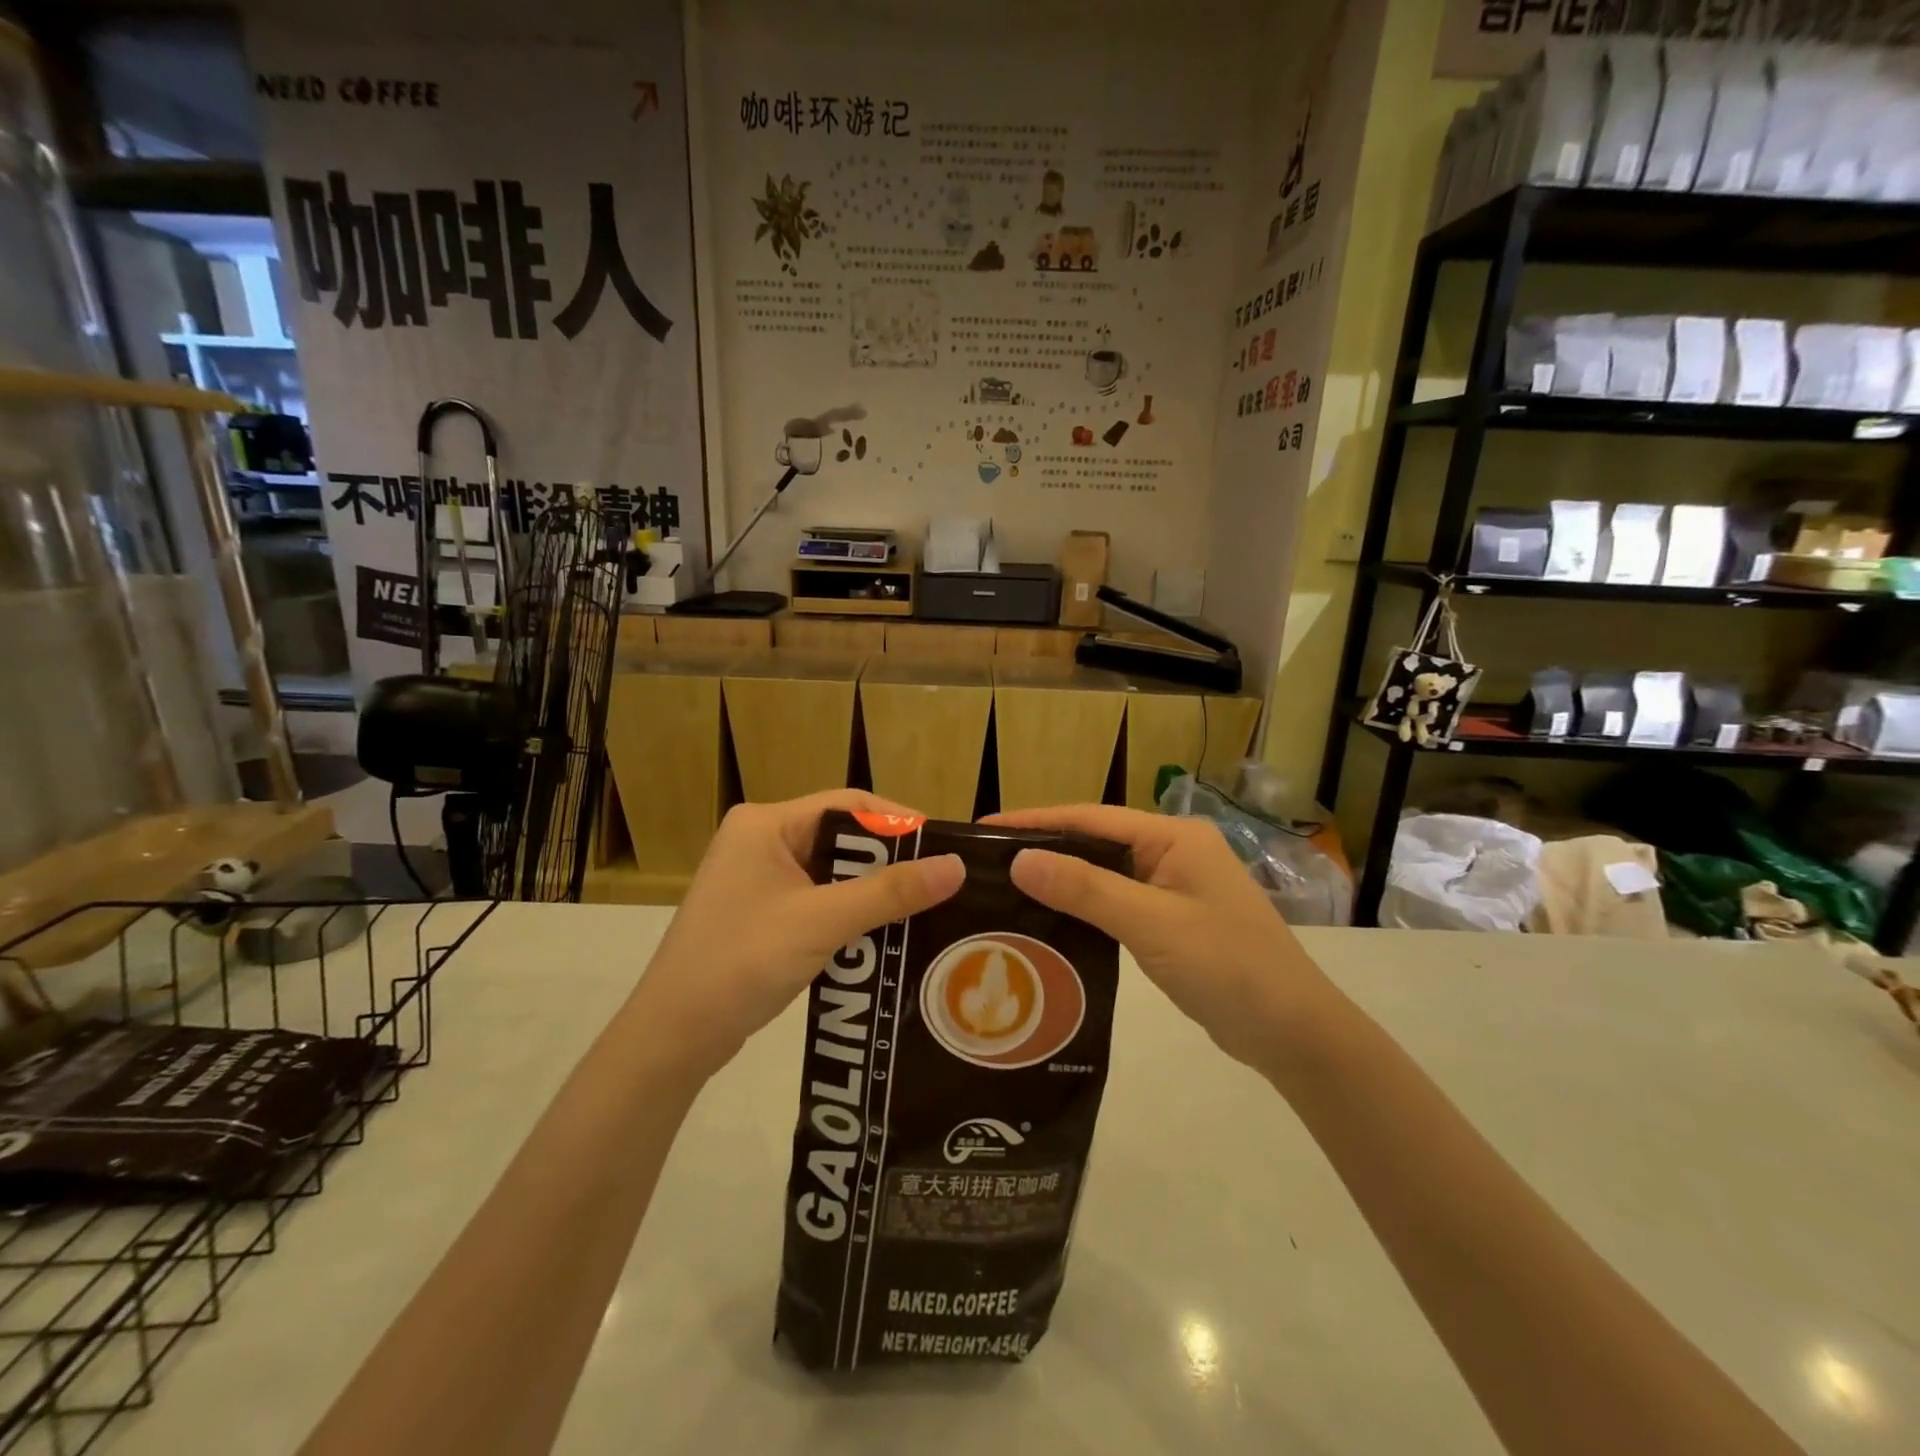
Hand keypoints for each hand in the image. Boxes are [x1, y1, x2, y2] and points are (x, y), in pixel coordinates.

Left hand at [629, 792, 964, 1078]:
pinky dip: (852, 914)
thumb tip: (957, 866)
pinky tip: (887, 933)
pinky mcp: (763, 914)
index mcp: (766, 824)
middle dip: (890, 861)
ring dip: (874, 891)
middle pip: (842, 838)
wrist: (672, 1038)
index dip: (900, 822)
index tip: (945, 847)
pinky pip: (820, 900)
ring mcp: (760, 879)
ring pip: (834, 873)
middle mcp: (761, 841)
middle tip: (942, 882)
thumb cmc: (742, 962)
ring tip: (926, 907)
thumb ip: (890, 892)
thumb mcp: (822, 921)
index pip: (848, 805)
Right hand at [991, 805, 1331, 1070]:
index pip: (1091, 816)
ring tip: (1005, 890)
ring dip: (1062, 880)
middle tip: (986, 863)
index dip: (1036, 820)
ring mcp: (1175, 887)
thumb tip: (1019, 860)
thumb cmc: (1227, 965)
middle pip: (1096, 841)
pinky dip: (1083, 909)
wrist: (1294, 1033)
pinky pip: (1117, 904)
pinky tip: (1049, 922)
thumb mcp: (1151, 924)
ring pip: (1104, 874)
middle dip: (1044, 849)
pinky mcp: (1172, 921)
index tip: (985, 828)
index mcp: (1174, 837)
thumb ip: (1086, 889)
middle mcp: (1173, 852)